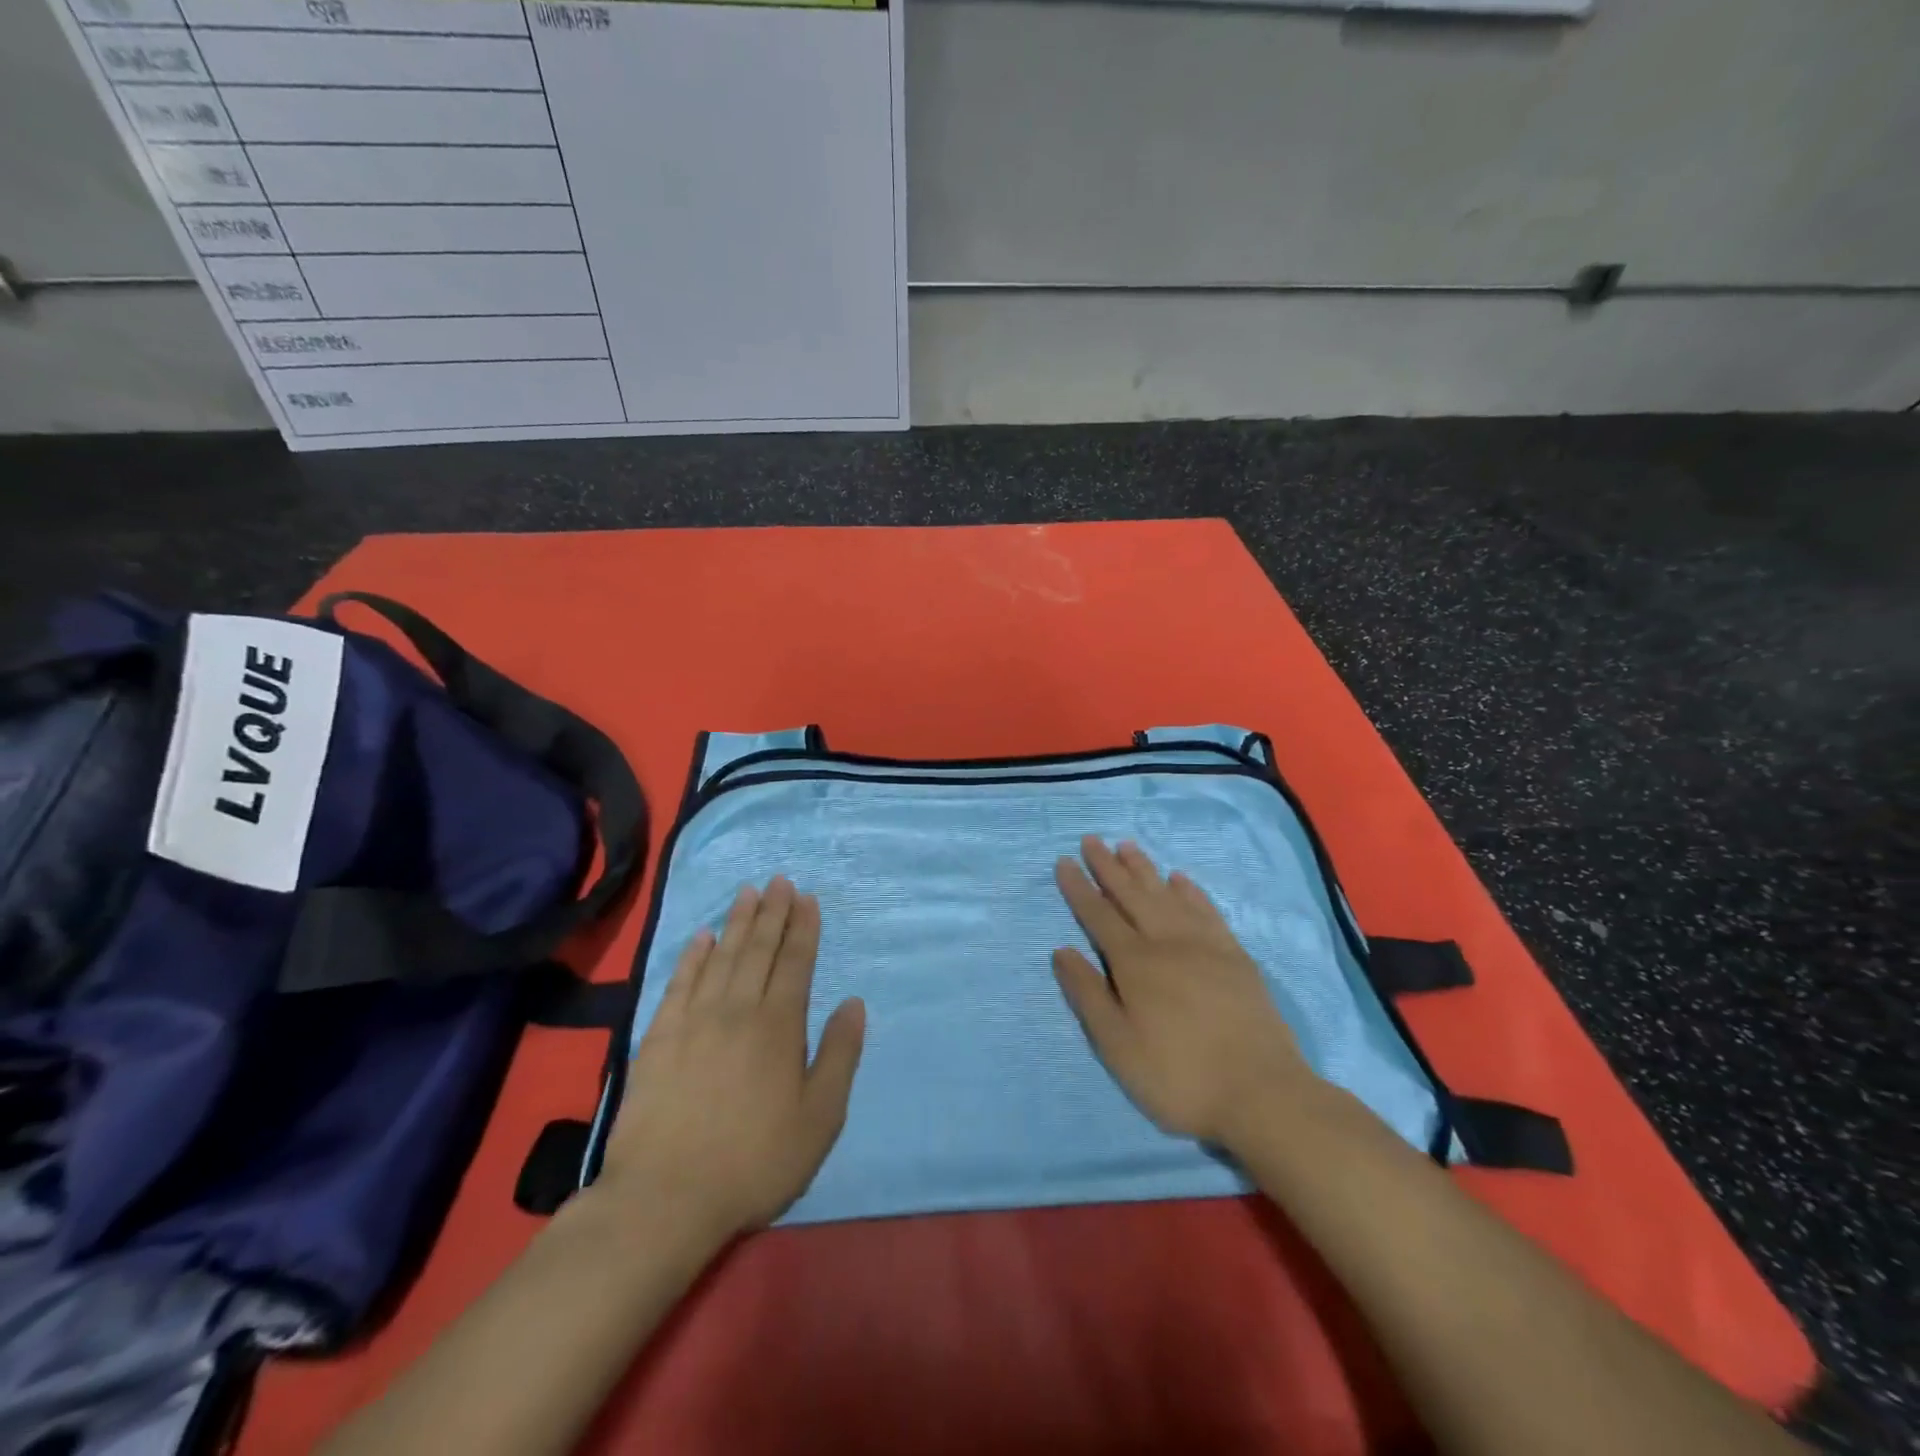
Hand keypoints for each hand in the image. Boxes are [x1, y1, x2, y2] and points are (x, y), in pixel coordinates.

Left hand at [596, 878, 865, 1243]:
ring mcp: (694, 1020)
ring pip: (721, 957)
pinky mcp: (658, 1038)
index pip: (795, 962)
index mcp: (779, 1025)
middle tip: (779, 881)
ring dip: (737, 922)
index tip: (806, 898)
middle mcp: (738, 1009)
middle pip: (758, 949)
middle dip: (773, 912)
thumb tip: (854, 1002)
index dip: (803, 927)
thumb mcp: (820, 1118)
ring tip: (748, 893)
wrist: (664, 1199)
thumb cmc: (755, 1161)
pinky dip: (692, 956)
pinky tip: (701, 937)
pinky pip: (679, 983)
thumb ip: (839, 1055)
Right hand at [1052, 837, 1315, 1149]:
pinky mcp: (1235, 956)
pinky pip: (1207, 910)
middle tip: (1092, 840)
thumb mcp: (1118, 1046)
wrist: (1262, 1094)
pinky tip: (1180, 879)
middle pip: (1132, 895)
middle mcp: (1167, 942)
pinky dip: (1190, 891)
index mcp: (1135, 963)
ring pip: (1167, 895)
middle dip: (1108, 867)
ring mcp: (1205, 945)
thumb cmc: (1179, 1076)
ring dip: (1144, 869)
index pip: (1098, 915)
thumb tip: (1061, 950)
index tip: (1064, 861)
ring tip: (1127, 846)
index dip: (1079, 888)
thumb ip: (1088, 995)